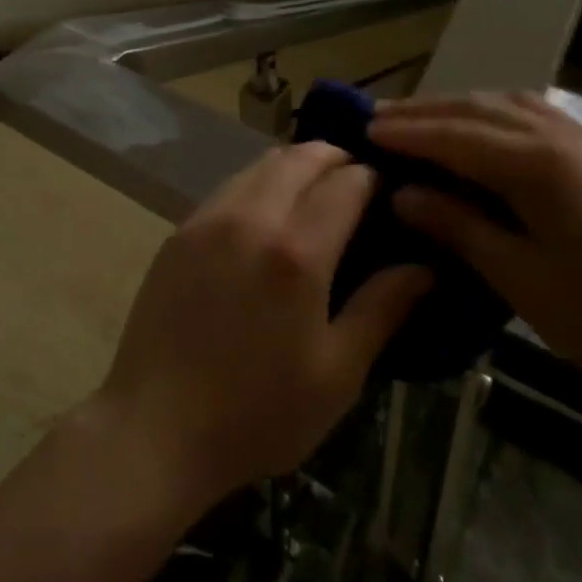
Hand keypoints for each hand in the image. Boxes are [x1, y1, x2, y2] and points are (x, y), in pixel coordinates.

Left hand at [90, 142, 431, 505]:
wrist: (156, 424)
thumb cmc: (258, 412)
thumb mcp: (336, 373)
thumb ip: (382, 309)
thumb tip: (424, 266)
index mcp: (297, 250)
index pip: (346, 183)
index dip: (373, 178)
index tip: (388, 189)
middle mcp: (252, 216)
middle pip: (300, 157)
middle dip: (335, 157)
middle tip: (356, 181)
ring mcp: (210, 217)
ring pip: (261, 163)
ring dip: (295, 164)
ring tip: (315, 190)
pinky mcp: (182, 228)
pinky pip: (231, 185)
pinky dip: (260, 181)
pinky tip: (268, 212)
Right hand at [371, 92, 581, 419]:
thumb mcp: (527, 282)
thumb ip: (460, 228)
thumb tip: (405, 194)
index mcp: (535, 163)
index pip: (451, 134)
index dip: (403, 132)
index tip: (360, 130)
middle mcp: (560, 135)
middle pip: (476, 108)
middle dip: (424, 111)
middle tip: (379, 120)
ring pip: (510, 103)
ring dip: (461, 107)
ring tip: (426, 120)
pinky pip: (540, 115)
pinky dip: (499, 114)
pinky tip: (492, 133)